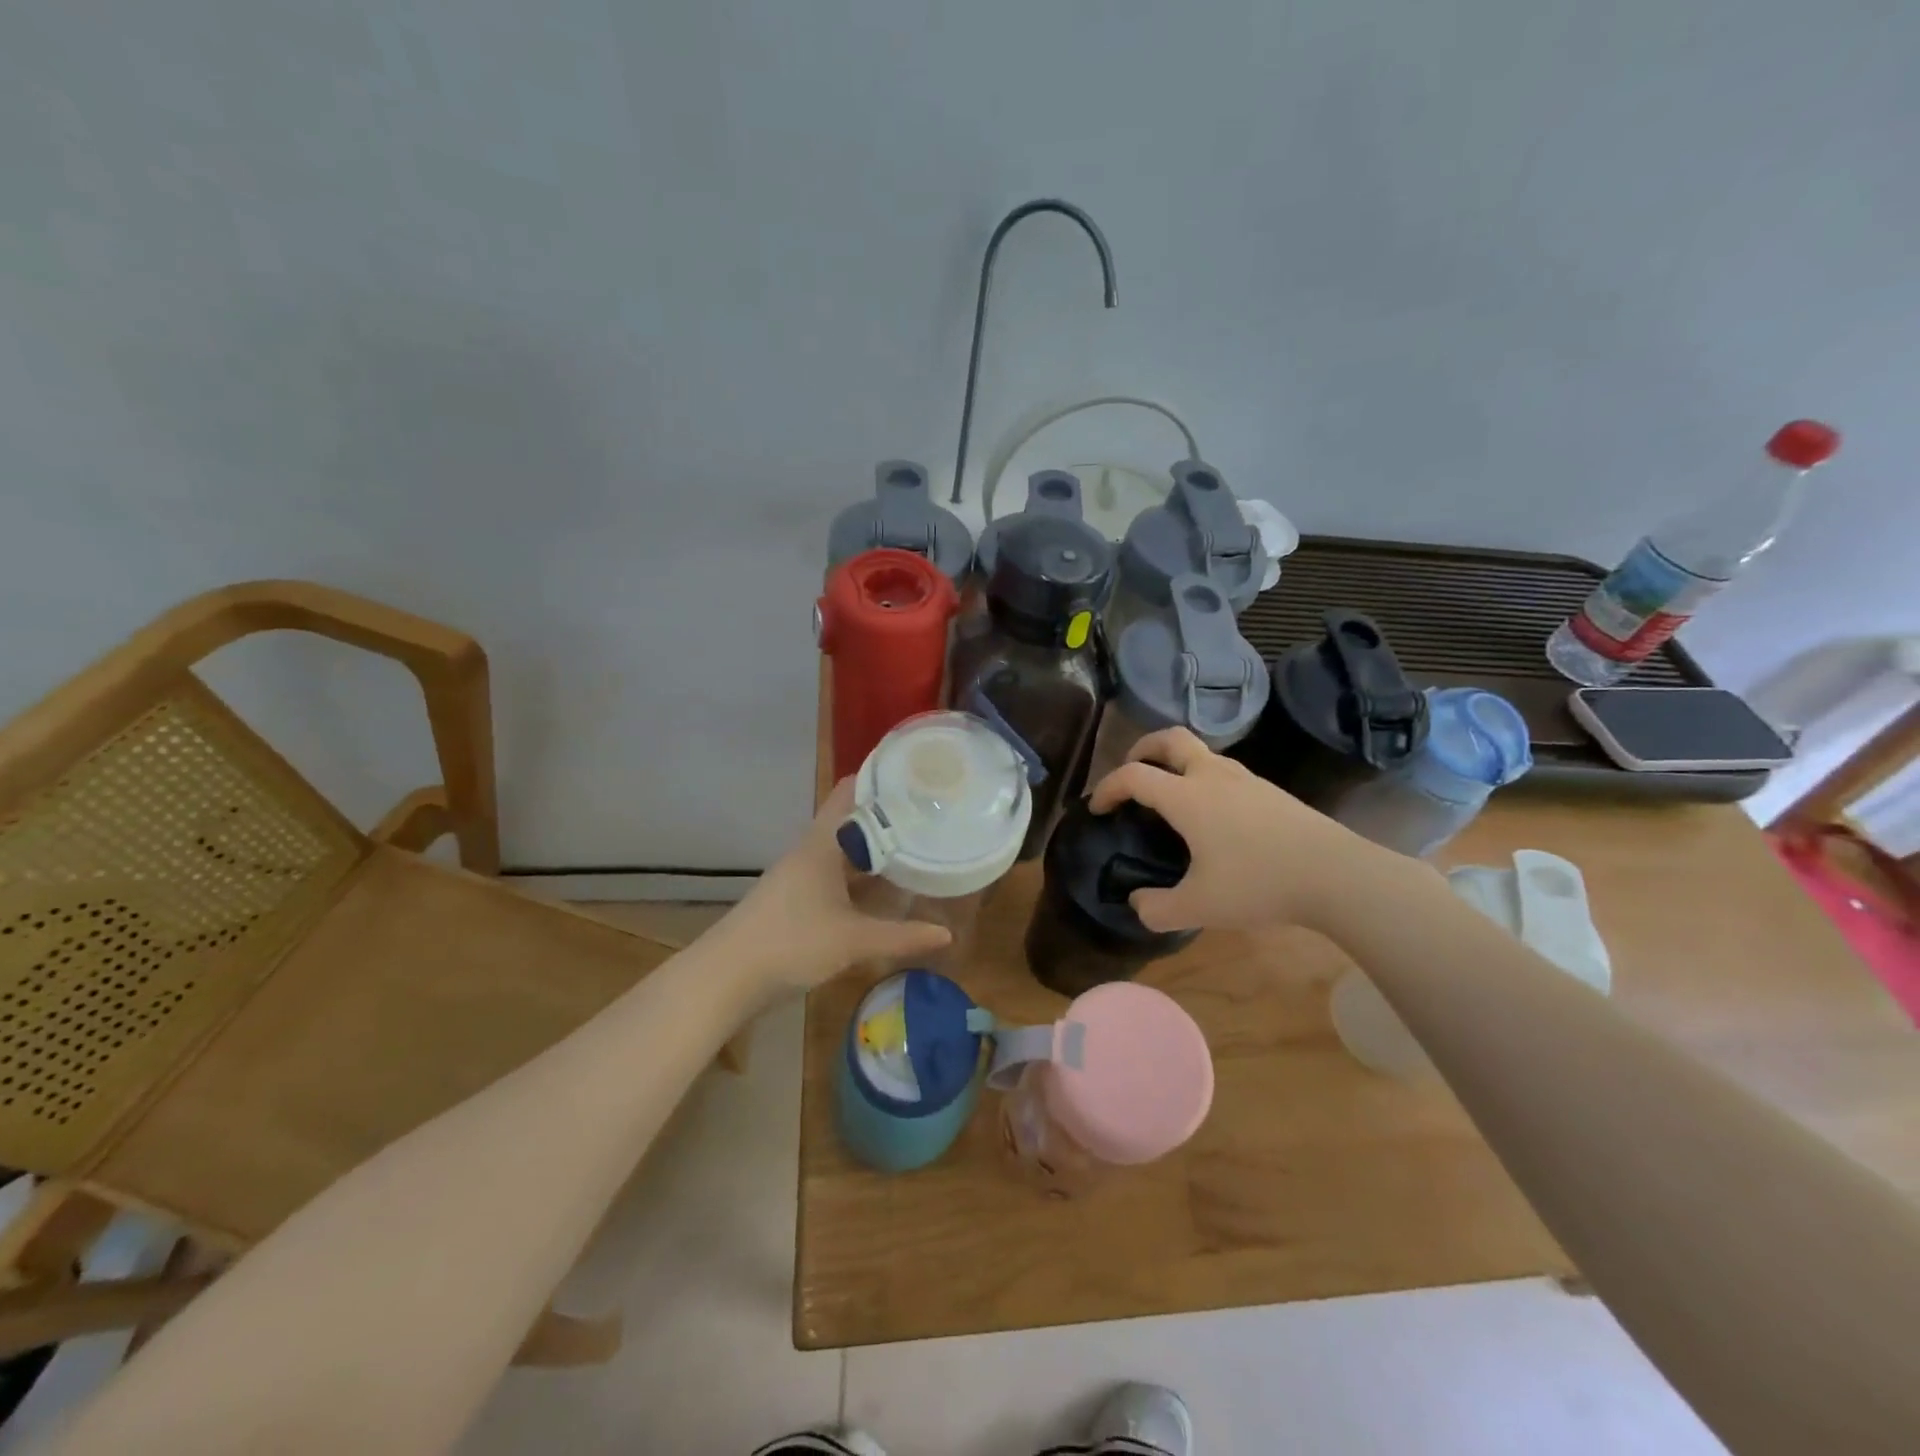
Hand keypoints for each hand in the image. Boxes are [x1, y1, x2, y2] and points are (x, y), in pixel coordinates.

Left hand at [711, 779, 952, 994]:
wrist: (727, 977)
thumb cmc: (792, 943)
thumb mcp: (853, 940)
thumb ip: (902, 936)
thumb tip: (948, 934)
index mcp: (821, 844)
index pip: (850, 791)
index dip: (881, 777)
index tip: (918, 774)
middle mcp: (810, 851)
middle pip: (852, 820)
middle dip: (888, 816)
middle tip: (931, 812)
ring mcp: (801, 875)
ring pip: (844, 850)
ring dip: (875, 848)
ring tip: (917, 845)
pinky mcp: (796, 899)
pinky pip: (837, 874)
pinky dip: (861, 875)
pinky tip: (883, 889)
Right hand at [1089, 727, 1392, 934]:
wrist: (1335, 874)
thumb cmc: (1259, 884)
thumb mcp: (1199, 908)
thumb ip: (1157, 909)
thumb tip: (1138, 904)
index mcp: (1187, 796)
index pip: (1133, 776)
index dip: (1108, 788)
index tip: (1097, 809)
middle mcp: (1212, 776)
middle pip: (1170, 739)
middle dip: (1143, 749)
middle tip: (1133, 772)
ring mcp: (1246, 779)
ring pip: (1202, 752)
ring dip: (1177, 763)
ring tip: (1171, 796)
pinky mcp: (1270, 791)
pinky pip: (1224, 771)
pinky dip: (1203, 778)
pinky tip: (1212, 815)